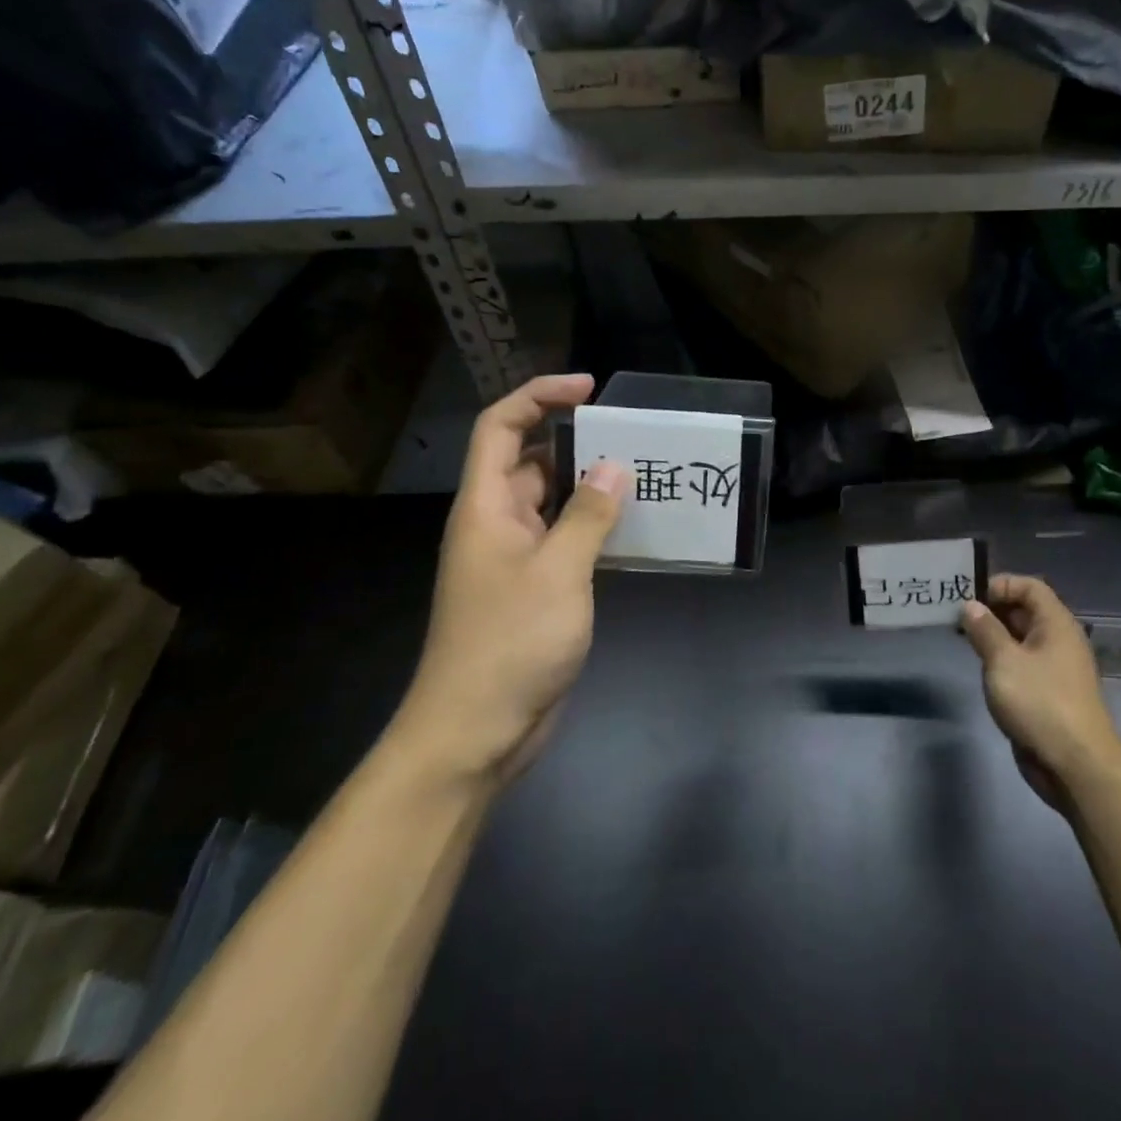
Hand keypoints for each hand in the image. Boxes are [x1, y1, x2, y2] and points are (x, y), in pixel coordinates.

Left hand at [393, 374, 625, 789]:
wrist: (476, 731)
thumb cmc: (509, 643)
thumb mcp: (558, 573)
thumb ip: (588, 516)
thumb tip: (613, 466)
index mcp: (486, 506)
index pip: (500, 427)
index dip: (538, 396)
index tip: (588, 389)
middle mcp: (496, 522)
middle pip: (530, 459)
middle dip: (575, 440)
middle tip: (631, 434)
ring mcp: (514, 557)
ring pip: (553, 501)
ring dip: (590, 485)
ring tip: (644, 472)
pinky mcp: (534, 588)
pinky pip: (564, 539)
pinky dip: (594, 526)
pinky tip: (634, 526)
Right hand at [959, 574, 1120, 814]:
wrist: (1077, 765)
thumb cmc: (1040, 703)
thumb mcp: (1004, 661)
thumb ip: (985, 630)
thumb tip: (970, 606)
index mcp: (1056, 624)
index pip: (1030, 586)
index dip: (1000, 584)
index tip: (969, 597)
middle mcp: (1058, 641)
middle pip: (1025, 610)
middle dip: (992, 610)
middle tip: (957, 617)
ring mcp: (1055, 669)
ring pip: (1021, 639)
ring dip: (994, 636)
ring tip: (963, 640)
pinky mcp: (1048, 693)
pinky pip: (1022, 664)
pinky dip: (1001, 660)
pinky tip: (981, 669)